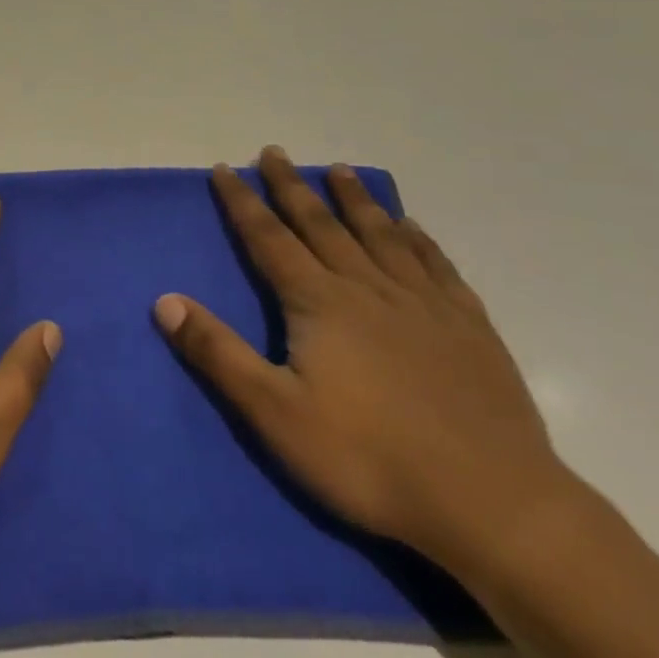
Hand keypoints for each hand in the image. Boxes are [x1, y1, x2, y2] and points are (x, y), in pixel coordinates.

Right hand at [154, 146, 572, 575]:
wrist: (494, 504)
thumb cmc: (369, 460)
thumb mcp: (275, 414)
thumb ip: (218, 353)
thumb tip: (164, 300)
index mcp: (319, 302)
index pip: (268, 238)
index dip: (242, 203)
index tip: (225, 169)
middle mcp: (368, 287)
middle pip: (321, 224)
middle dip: (292, 186)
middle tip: (275, 152)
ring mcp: (423, 303)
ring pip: (380, 234)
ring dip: (354, 199)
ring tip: (340, 170)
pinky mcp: (469, 326)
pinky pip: (435, 264)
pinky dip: (417, 238)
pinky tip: (411, 226)